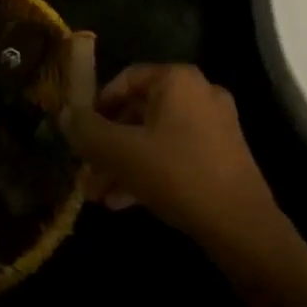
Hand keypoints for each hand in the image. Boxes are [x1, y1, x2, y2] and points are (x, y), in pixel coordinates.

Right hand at [60, 63, 281, 257]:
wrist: (243, 228)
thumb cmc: (178, 174)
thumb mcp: (122, 152)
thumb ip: (88, 131)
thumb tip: (64, 115)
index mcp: (177, 80)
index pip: (126, 79)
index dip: (97, 104)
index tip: (80, 131)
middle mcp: (199, 93)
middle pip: (139, 112)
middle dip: (108, 144)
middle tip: (85, 170)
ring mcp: (215, 126)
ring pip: (155, 137)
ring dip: (124, 163)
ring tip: (98, 194)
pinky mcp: (223, 157)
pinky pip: (175, 154)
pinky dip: (149, 171)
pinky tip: (123, 202)